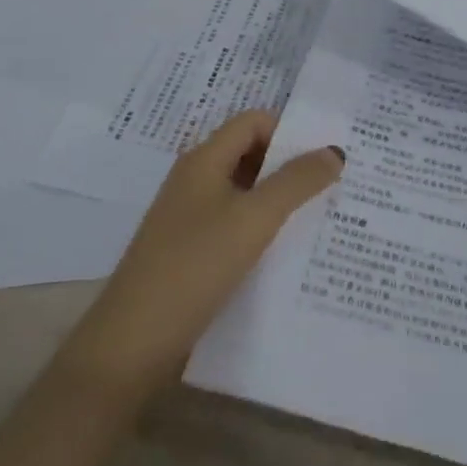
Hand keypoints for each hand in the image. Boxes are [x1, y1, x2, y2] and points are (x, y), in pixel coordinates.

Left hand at [51, 110, 342, 405]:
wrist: (131, 344)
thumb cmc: (194, 267)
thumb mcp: (253, 219)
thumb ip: (296, 182)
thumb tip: (334, 151)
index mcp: (203, 160)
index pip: (253, 121)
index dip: (289, 131)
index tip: (326, 156)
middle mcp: (195, 180)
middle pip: (249, 154)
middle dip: (290, 165)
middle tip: (335, 185)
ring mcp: (189, 218)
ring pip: (244, 193)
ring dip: (279, 200)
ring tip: (321, 218)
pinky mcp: (190, 252)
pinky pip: (234, 225)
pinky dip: (262, 229)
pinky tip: (287, 253)